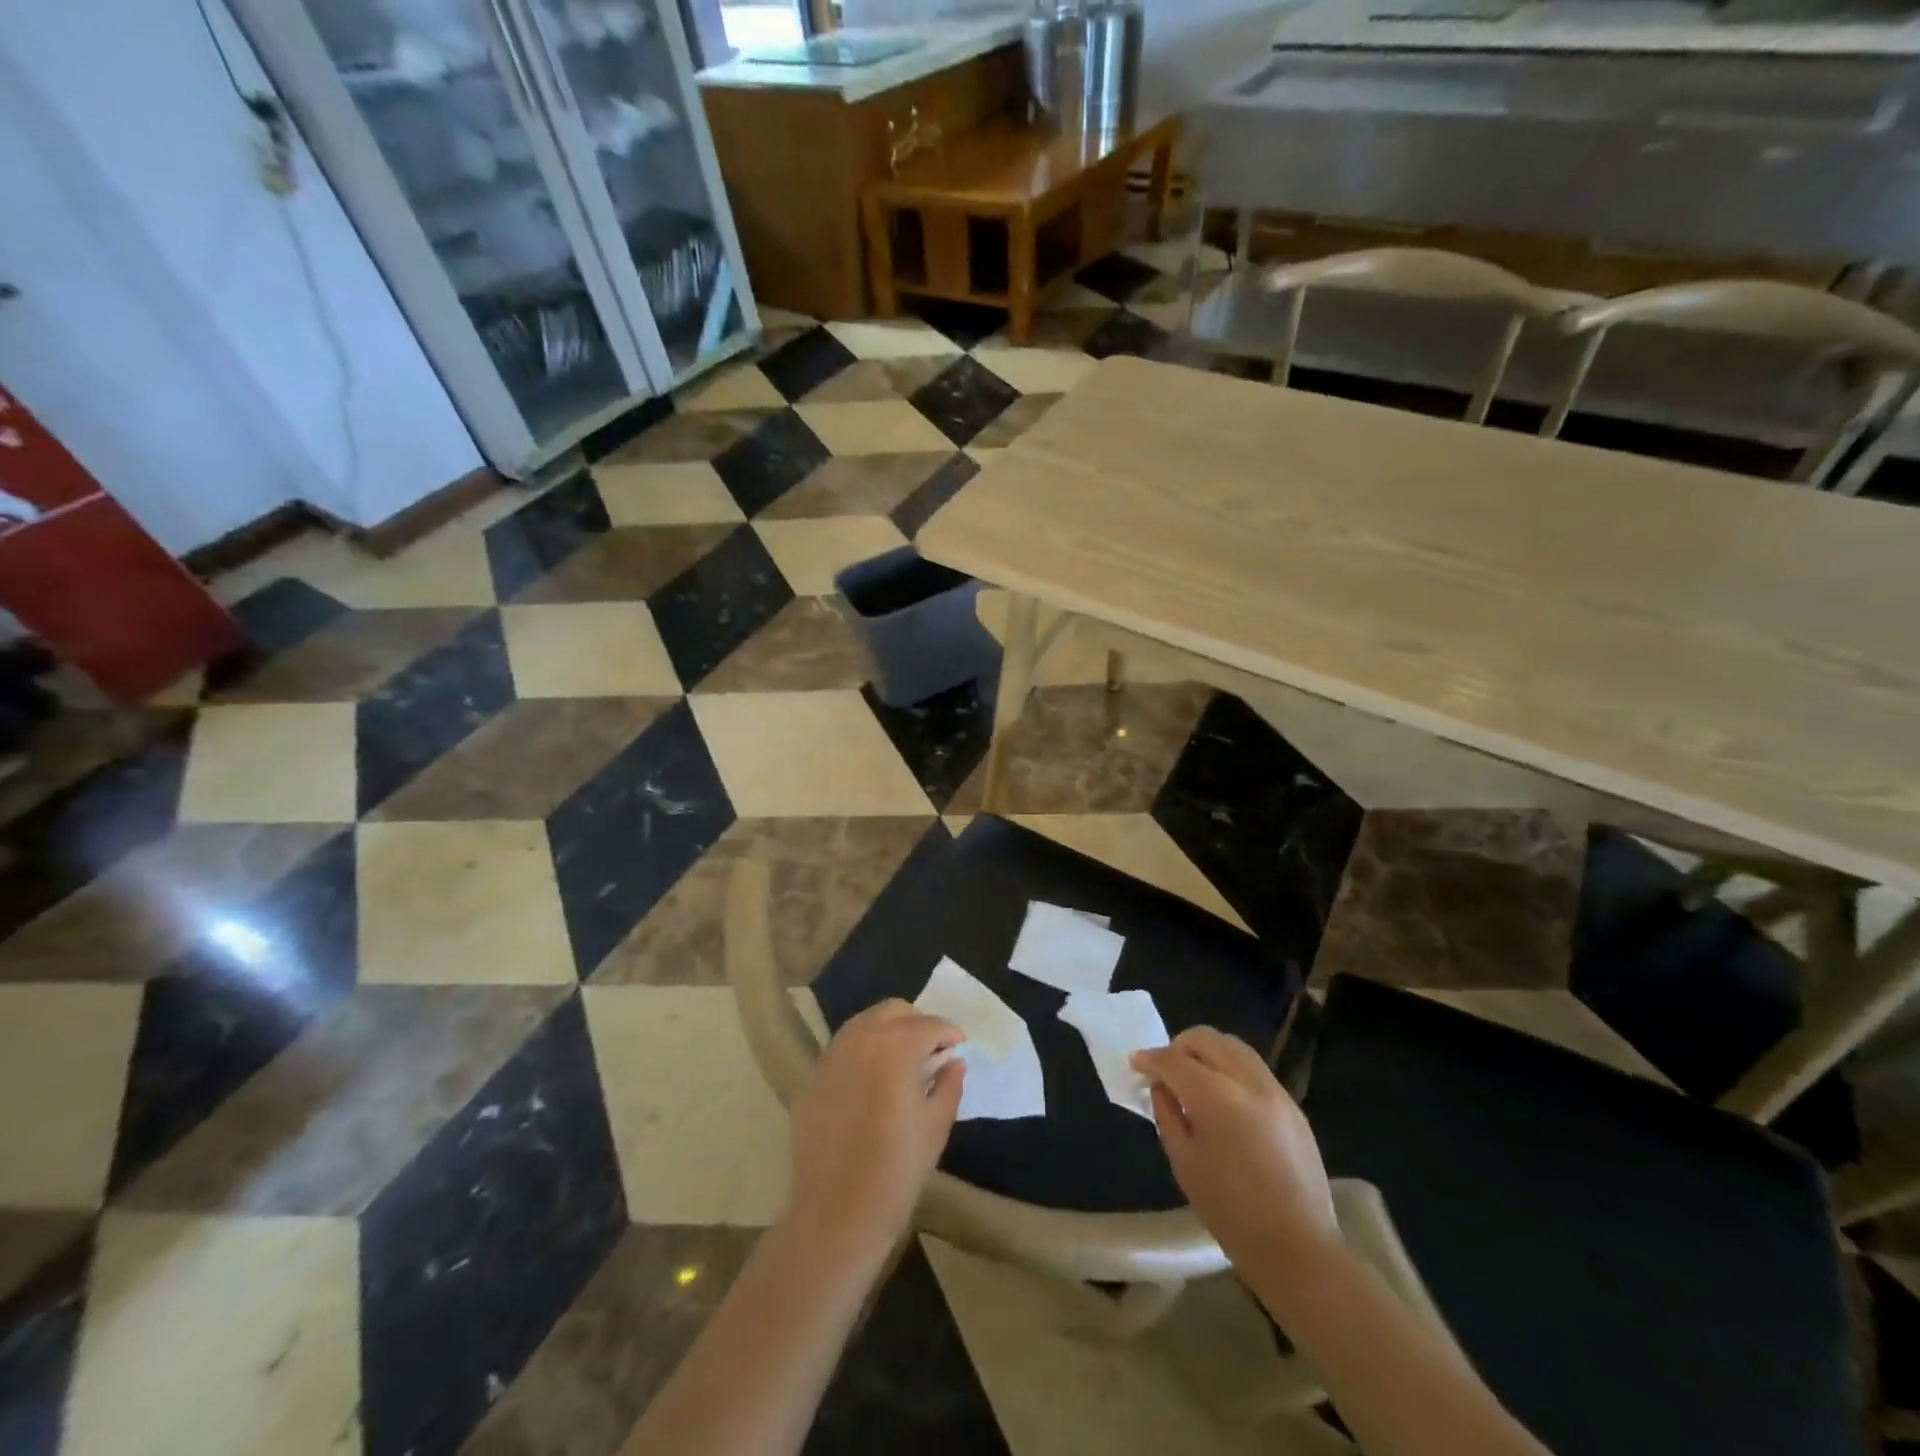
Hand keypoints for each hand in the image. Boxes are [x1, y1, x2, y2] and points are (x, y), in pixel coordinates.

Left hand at [785, 999, 965, 1257]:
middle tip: (933, 1049)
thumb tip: (953, 1062)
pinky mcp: (814, 1075)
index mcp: (896, 1047)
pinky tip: (873, 1077)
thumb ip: (948, 1085)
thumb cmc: (896, 1172)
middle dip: (918, 1023)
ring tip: (903, 1059)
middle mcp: (861, 1038)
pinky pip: (844, 1046)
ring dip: (889, 1030)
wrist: (835, 1213)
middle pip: (894, 1011)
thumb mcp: (935, 1127)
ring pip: (865, 1022)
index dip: (949, 1033)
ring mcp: (832, 1054)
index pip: (930, 1025)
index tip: (959, 1046)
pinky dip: (864, 1048)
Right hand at [1132, 1027, 1339, 1279]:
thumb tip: (1162, 1087)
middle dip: (1179, 1047)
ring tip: (1195, 1079)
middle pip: (1206, 1039)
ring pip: (1233, 1046)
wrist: (1298, 1249)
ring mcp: (1275, 1090)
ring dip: (1207, 1053)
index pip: (1174, 1059)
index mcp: (1216, 1097)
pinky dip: (1231, 1069)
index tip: (1136, 1063)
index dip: (1150, 1059)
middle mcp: (1247, 1081)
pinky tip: (1225, 1098)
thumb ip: (1167, 1114)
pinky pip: (1253, 1069)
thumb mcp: (1183, 1162)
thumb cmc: (1230, 1212)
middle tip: (1166, 1070)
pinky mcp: (1292, 1104)